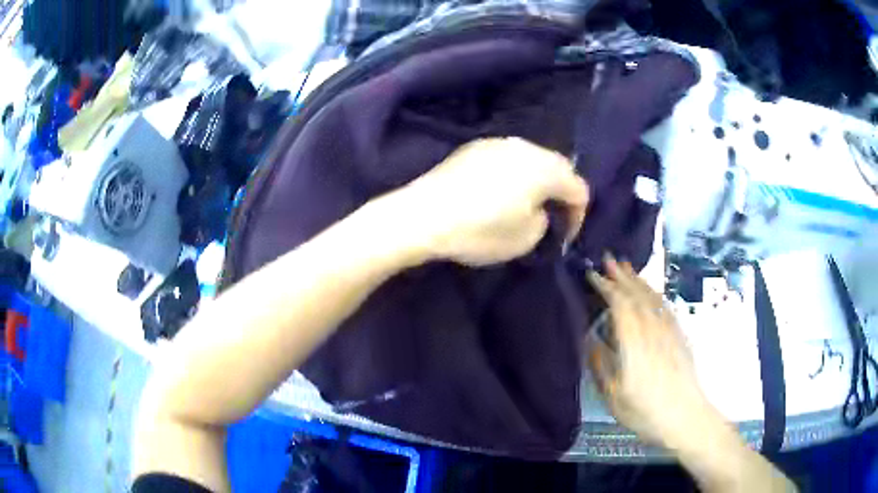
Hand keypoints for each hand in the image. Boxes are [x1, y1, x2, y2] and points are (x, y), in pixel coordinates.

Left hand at [382, 137, 588, 265]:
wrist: (424, 216)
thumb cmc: (480, 230)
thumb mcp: (525, 239)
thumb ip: (544, 221)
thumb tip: (538, 209)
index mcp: (544, 169)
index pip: (578, 188)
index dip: (578, 215)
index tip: (565, 236)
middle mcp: (525, 148)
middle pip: (557, 166)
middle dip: (560, 192)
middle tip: (553, 216)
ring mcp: (497, 143)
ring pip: (531, 159)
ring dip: (537, 180)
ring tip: (527, 203)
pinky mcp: (474, 147)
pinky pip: (507, 158)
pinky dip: (513, 173)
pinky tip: (499, 191)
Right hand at [586, 255, 716, 448]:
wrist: (685, 416)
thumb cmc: (645, 410)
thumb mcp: (613, 395)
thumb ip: (601, 364)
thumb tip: (590, 338)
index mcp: (634, 342)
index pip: (619, 304)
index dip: (605, 286)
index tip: (592, 274)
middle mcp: (652, 329)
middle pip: (636, 294)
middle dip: (621, 275)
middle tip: (608, 258)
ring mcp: (669, 330)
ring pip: (652, 297)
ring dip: (637, 280)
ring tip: (626, 267)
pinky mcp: (679, 335)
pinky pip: (664, 306)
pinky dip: (654, 293)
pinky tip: (651, 292)